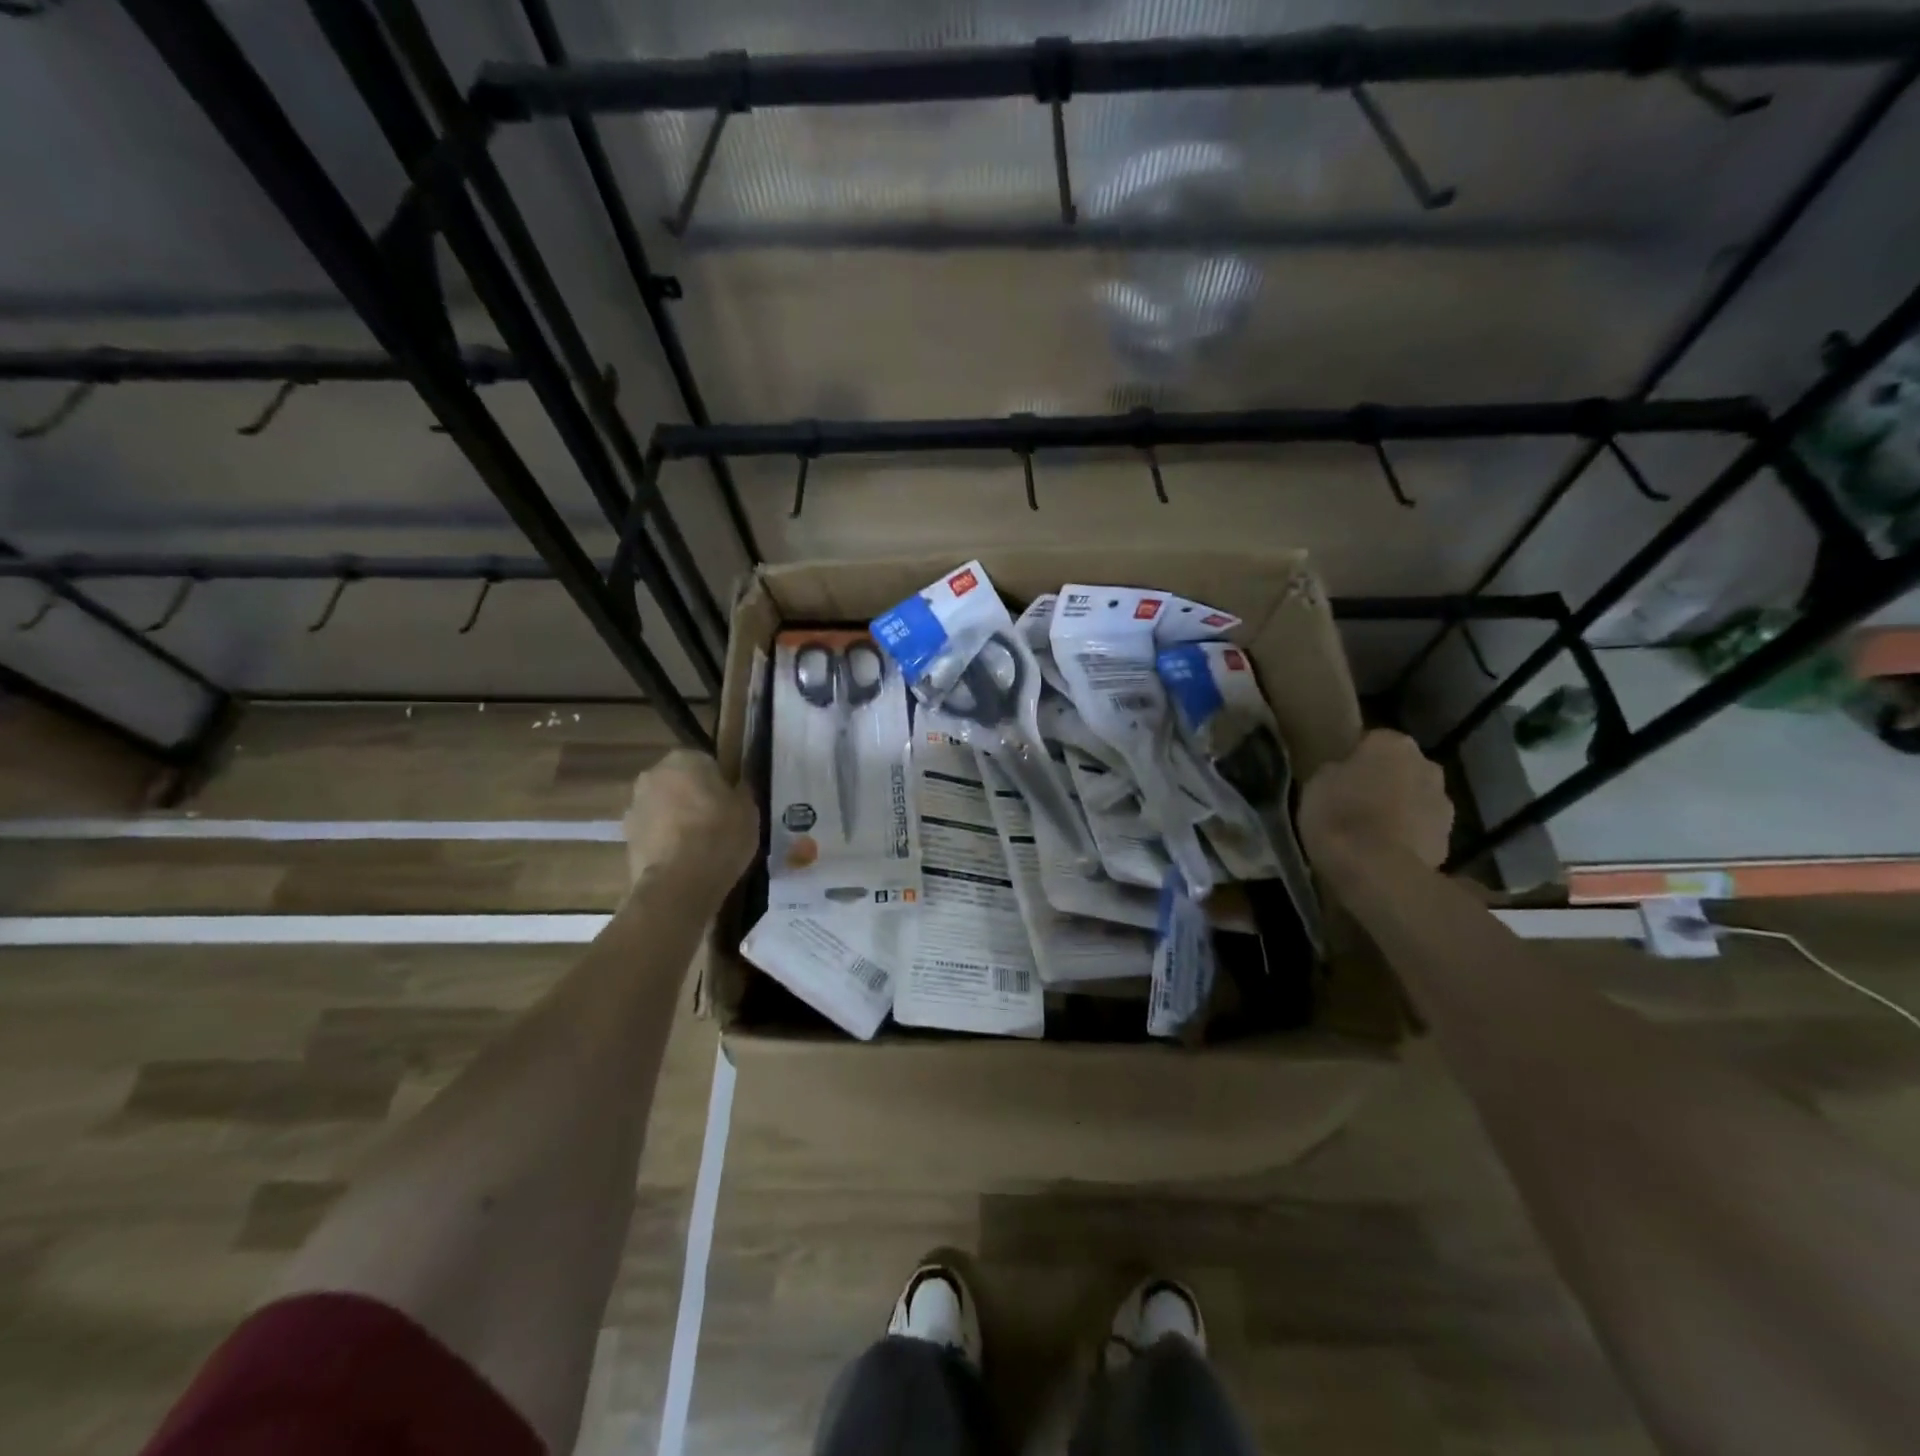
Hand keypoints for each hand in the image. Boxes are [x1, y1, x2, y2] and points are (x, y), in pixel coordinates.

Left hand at [623, 750, 759, 886]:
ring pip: (664, 807)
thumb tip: (734, 789)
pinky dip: (665, 841)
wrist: (679, 883)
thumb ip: (740, 792)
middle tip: (716, 824)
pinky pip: (654, 832)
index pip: (708, 763)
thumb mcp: (749, 810)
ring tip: (699, 847)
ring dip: (677, 819)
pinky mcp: (625, 837)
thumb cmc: (720, 835)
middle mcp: (653, 774)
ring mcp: (634, 805)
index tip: (731, 805)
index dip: (721, 784)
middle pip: (680, 783)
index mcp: (685, 759)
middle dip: (694, 798)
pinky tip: (683, 861)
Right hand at [1298, 730, 1452, 869]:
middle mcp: (1427, 765)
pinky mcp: (1448, 840)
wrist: (1377, 870)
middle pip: (1402, 769)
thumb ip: (1337, 770)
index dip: (1355, 759)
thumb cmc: (1339, 815)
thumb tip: (1344, 772)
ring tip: (1369, 832)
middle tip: (1354, 802)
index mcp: (1393, 744)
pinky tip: (1383, 852)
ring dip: (1399, 809)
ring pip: (1415, 799)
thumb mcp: (1316, 782)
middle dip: (1385, 781)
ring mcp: (1443, 804)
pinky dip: (1407, 837)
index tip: (1339, 777)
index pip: (1373, 740)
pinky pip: (1421, 830)